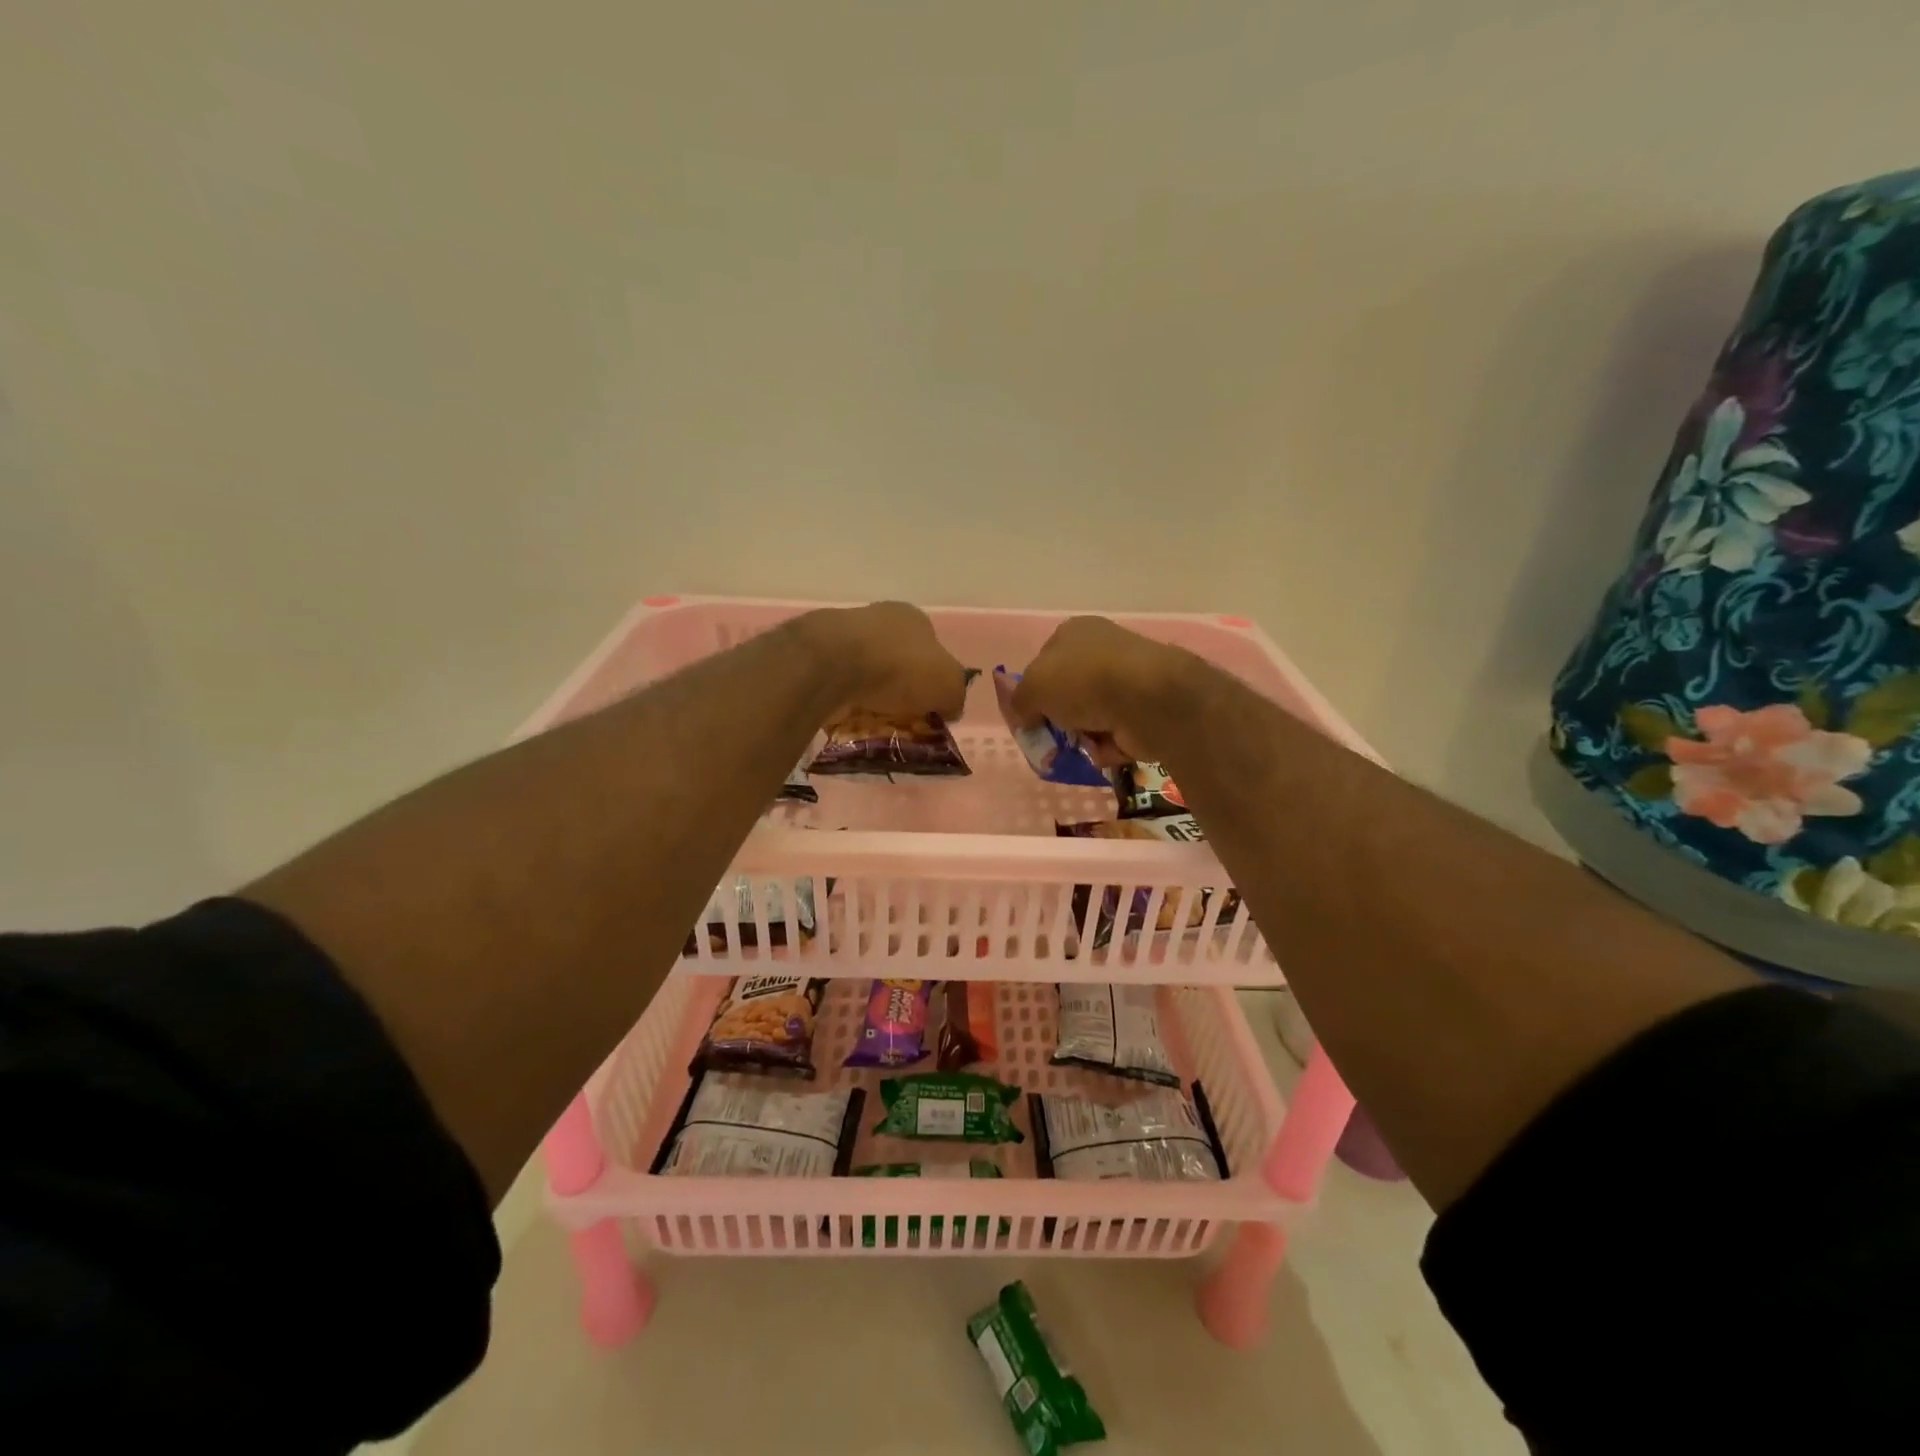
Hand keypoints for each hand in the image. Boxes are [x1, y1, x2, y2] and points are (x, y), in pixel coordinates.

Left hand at [799, 602, 970, 720]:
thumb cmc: (901, 668)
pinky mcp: (817, 654)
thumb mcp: (949, 686)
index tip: (929, 707)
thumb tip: (949, 708)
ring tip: (873, 722)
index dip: (933, 680)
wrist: (834, 663)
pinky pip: (838, 683)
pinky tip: (847, 717)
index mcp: (914, 618)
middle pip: (897, 660)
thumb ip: (955, 697)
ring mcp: (845, 633)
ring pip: (865, 671)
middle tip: (902, 718)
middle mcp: (880, 618)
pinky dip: (844, 700)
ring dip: (870, 694)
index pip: (931, 651)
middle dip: (900, 688)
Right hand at [1010, 616, 1192, 763]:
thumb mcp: (1032, 687)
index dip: (1034, 690)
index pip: (1044, 662)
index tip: (1030, 715)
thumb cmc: (1082, 681)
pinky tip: (1107, 748)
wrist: (1146, 699)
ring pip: (1092, 715)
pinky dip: (1109, 744)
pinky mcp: (1146, 707)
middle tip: (1052, 738)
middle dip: (1060, 718)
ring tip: (1082, 745)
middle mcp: (1103, 649)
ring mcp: (1128, 678)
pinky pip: (1116, 732)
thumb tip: (1024, 715)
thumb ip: (1019, 701)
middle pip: (1069, 692)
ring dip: (1084, 735)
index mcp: (1074, 632)